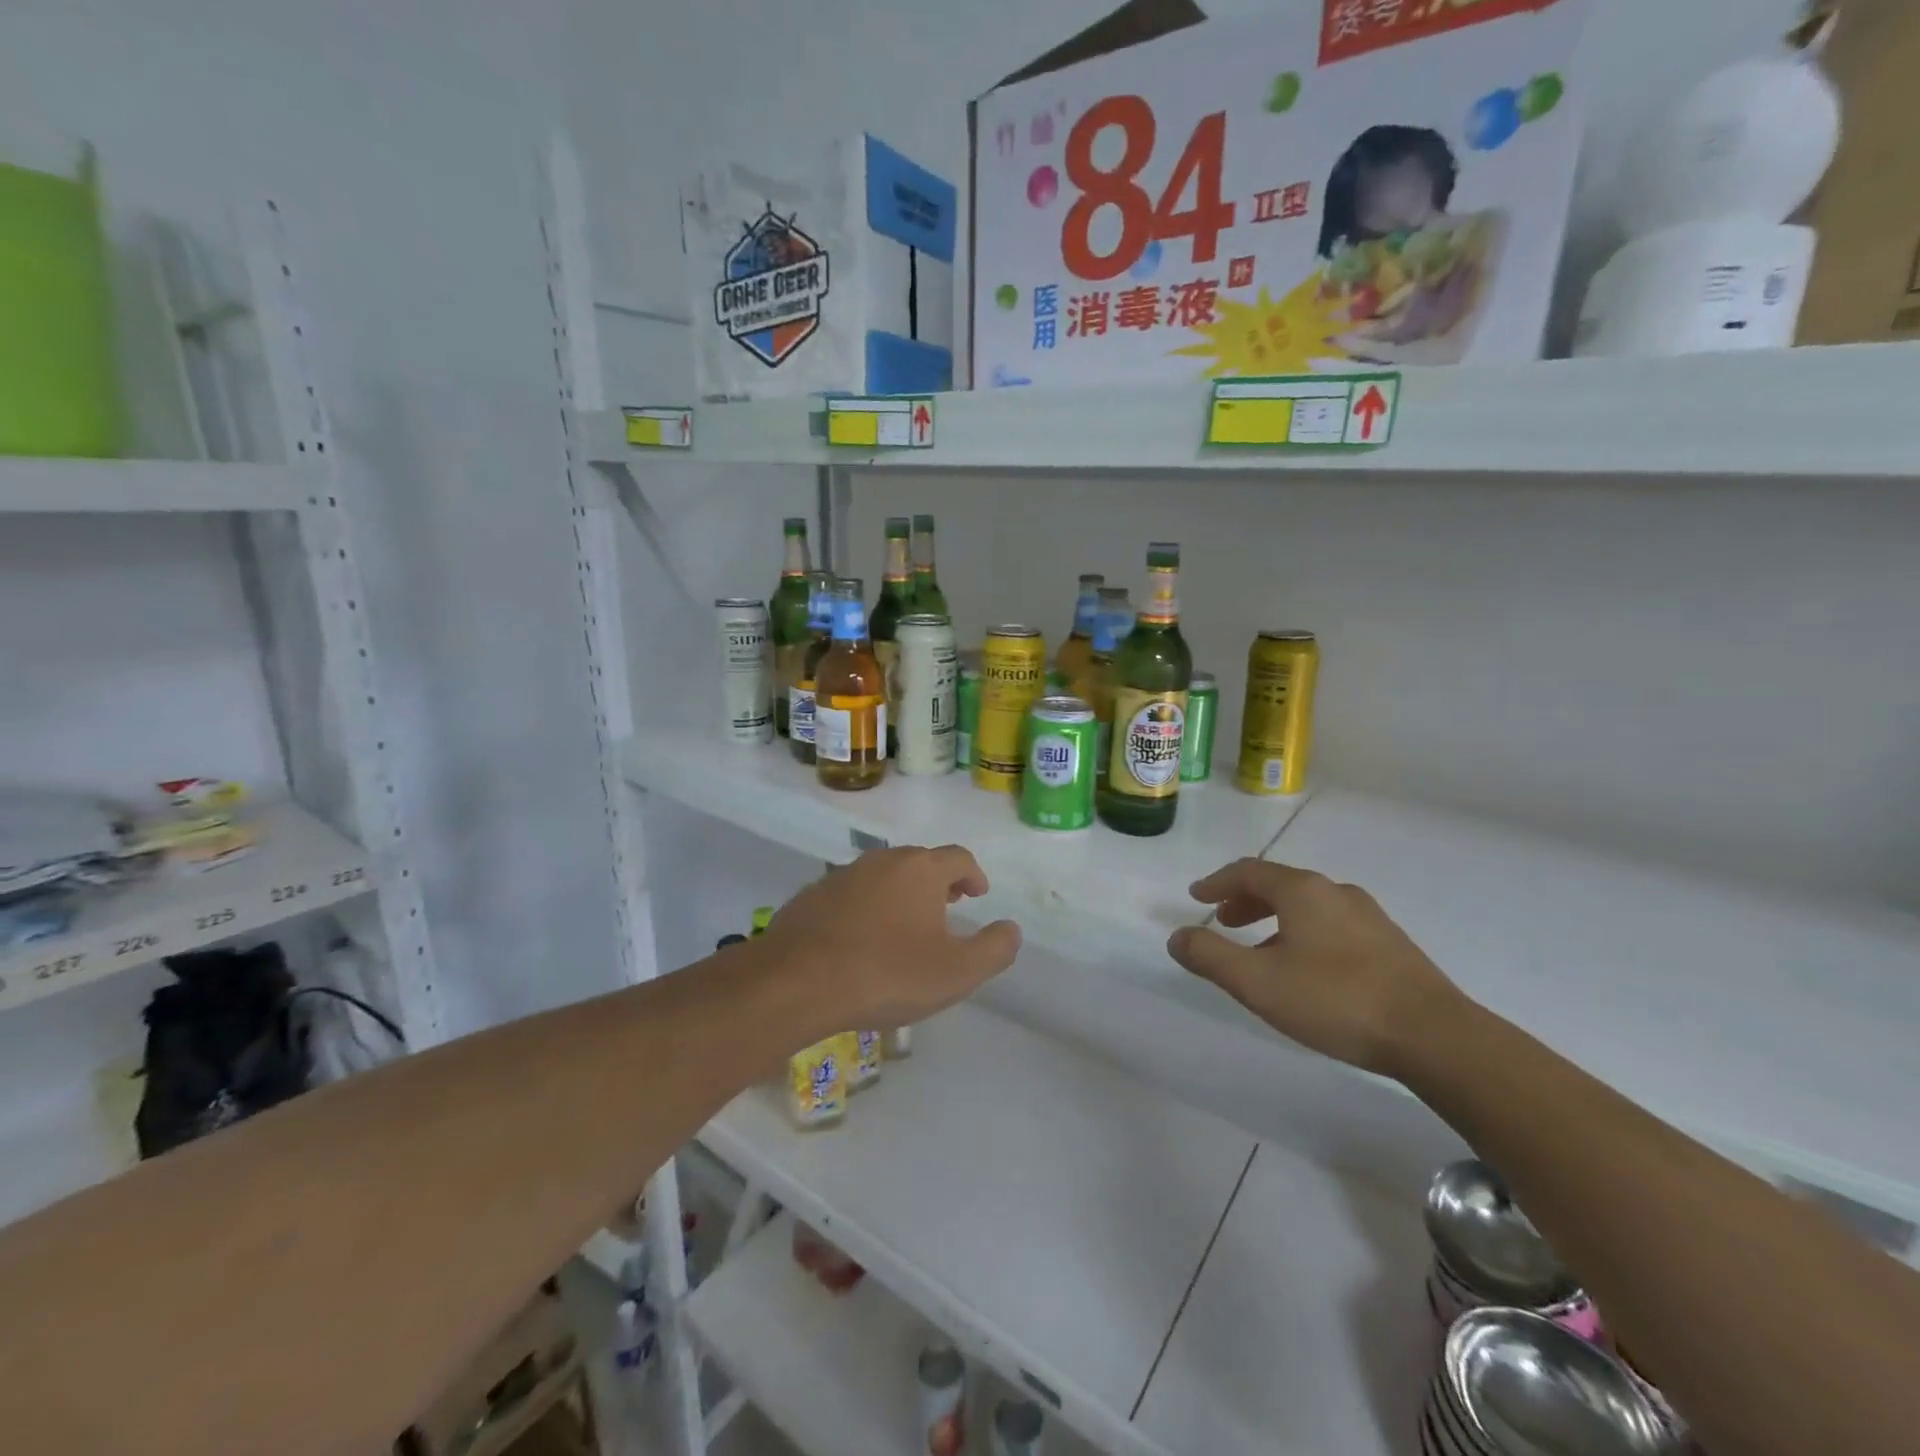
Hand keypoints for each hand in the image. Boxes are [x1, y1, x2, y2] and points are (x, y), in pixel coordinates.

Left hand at [759, 846, 1021, 1039]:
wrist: (796, 982)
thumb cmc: (887, 974)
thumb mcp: (957, 972)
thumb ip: (994, 949)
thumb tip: (1012, 929)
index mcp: (920, 870)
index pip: (958, 858)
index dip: (973, 874)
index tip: (978, 894)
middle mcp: (882, 861)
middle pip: (919, 862)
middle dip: (938, 882)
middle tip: (948, 907)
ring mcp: (842, 875)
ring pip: (883, 876)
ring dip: (901, 894)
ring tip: (906, 925)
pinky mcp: (811, 896)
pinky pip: (851, 895)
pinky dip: (866, 908)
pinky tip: (862, 940)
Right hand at [1166, 858, 1467, 1078]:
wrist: (1435, 1036)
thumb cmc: (1336, 1000)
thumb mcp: (1257, 982)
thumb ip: (1210, 957)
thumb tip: (1176, 937)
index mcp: (1302, 891)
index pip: (1248, 871)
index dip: (1217, 882)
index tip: (1196, 897)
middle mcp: (1336, 892)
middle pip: (1279, 884)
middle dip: (1245, 900)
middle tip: (1224, 922)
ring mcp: (1369, 917)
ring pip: (1308, 906)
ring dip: (1274, 918)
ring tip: (1260, 949)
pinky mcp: (1390, 945)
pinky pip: (1332, 925)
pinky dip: (1303, 932)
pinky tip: (1306, 969)